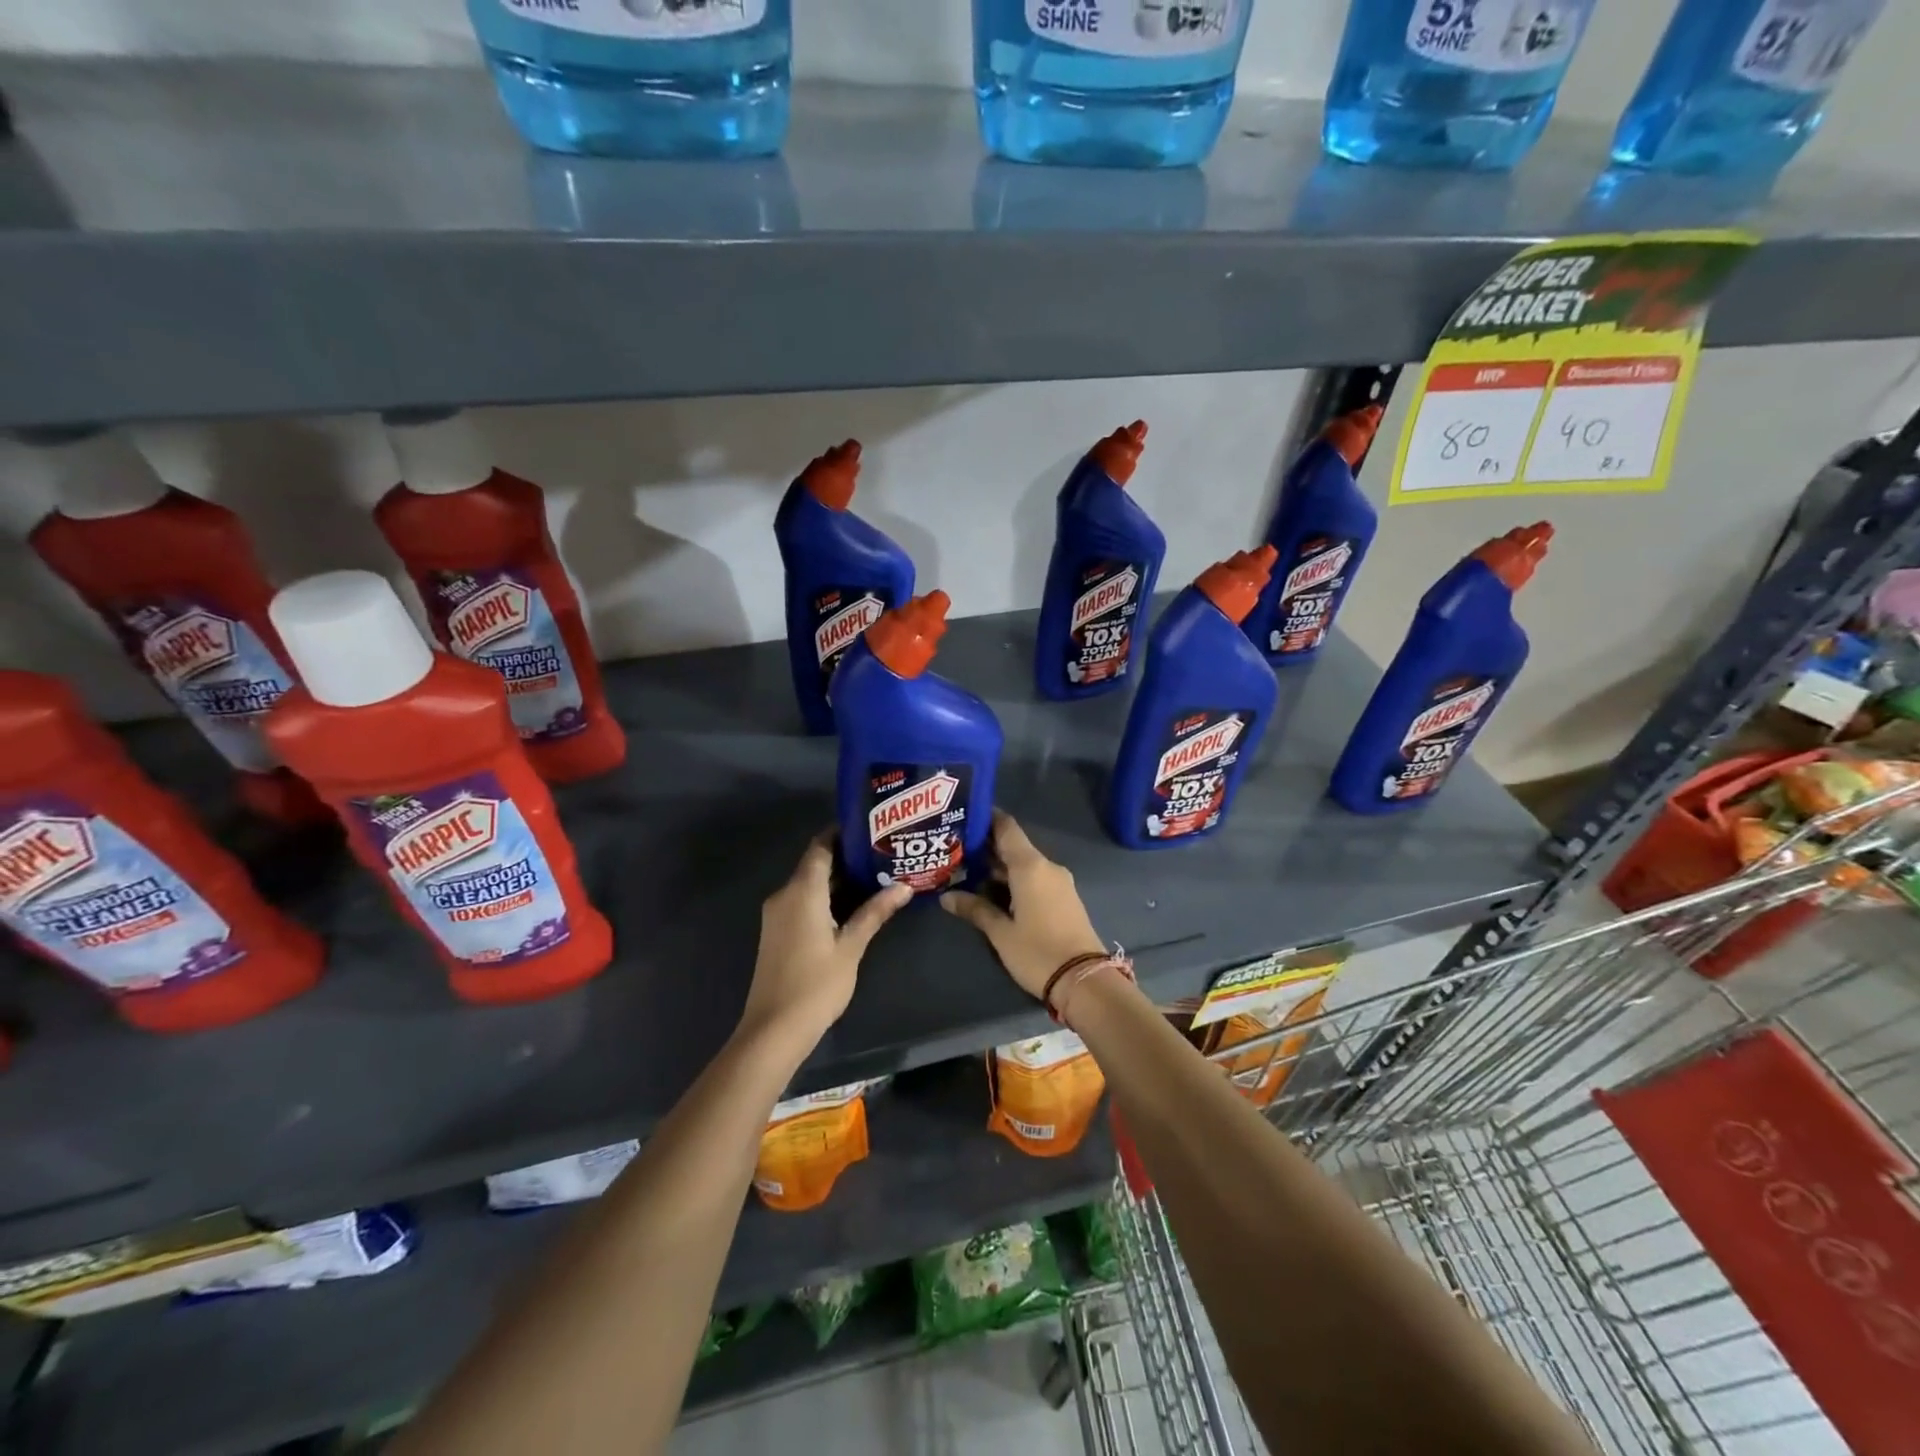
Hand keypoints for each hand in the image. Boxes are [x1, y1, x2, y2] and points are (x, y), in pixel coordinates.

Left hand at [741, 832, 910, 1046]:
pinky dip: (827, 897)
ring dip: (839, 879)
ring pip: (810, 884)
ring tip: (878, 875)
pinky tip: (855, 904)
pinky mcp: (778, 932)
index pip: (821, 846)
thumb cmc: (816, 984)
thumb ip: (875, 912)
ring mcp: (778, 914)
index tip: (872, 827)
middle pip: (816, 864)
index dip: (843, 833)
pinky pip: (804, 901)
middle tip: (884, 852)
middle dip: (848, 857)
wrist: (774, 1030)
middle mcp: (784, 895)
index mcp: (801, 891)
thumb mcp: (852, 946)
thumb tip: (904, 886)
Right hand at [941, 810, 1104, 1000]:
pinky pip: (1035, 878)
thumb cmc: (1038, 952)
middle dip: (985, 847)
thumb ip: (975, 909)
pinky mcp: (1064, 898)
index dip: (986, 818)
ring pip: (1023, 864)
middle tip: (954, 849)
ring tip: (966, 870)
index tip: (963, 816)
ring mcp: (1058, 883)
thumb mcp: (1001, 933)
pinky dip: (1013, 879)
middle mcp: (1046, 867)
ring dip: (998, 866)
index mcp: (1030, 866)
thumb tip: (947, 896)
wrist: (1085, 981)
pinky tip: (992, 890)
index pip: (1006, 827)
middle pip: (1013, 846)